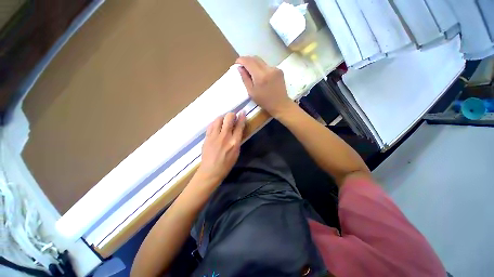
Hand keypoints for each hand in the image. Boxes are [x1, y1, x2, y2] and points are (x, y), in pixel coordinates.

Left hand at [195, 112, 245, 185]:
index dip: (242, 117)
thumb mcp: (237, 153)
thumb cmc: (226, 164)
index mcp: (234, 142)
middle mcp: (225, 136)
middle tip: (232, 116)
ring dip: (223, 117)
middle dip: (232, 114)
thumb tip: (237, 130)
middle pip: (228, 118)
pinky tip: (216, 125)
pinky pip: (211, 125)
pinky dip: (215, 123)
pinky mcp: (207, 137)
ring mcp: (214, 136)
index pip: (239, 126)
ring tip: (224, 120)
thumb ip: (237, 140)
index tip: (242, 112)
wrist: (211, 170)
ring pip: (218, 119)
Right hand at [236, 56, 292, 117]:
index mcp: (260, 76)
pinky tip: (261, 76)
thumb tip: (240, 68)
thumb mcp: (251, 92)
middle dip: (247, 60)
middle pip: (255, 58)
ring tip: (251, 72)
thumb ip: (245, 79)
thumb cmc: (264, 101)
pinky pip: (267, 66)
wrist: (280, 104)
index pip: (249, 61)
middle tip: (242, 66)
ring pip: (261, 61)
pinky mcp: (279, 70)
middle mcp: (268, 69)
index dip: (241, 60)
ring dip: (254, 64)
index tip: (237, 63)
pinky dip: (261, 68)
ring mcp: (275, 68)